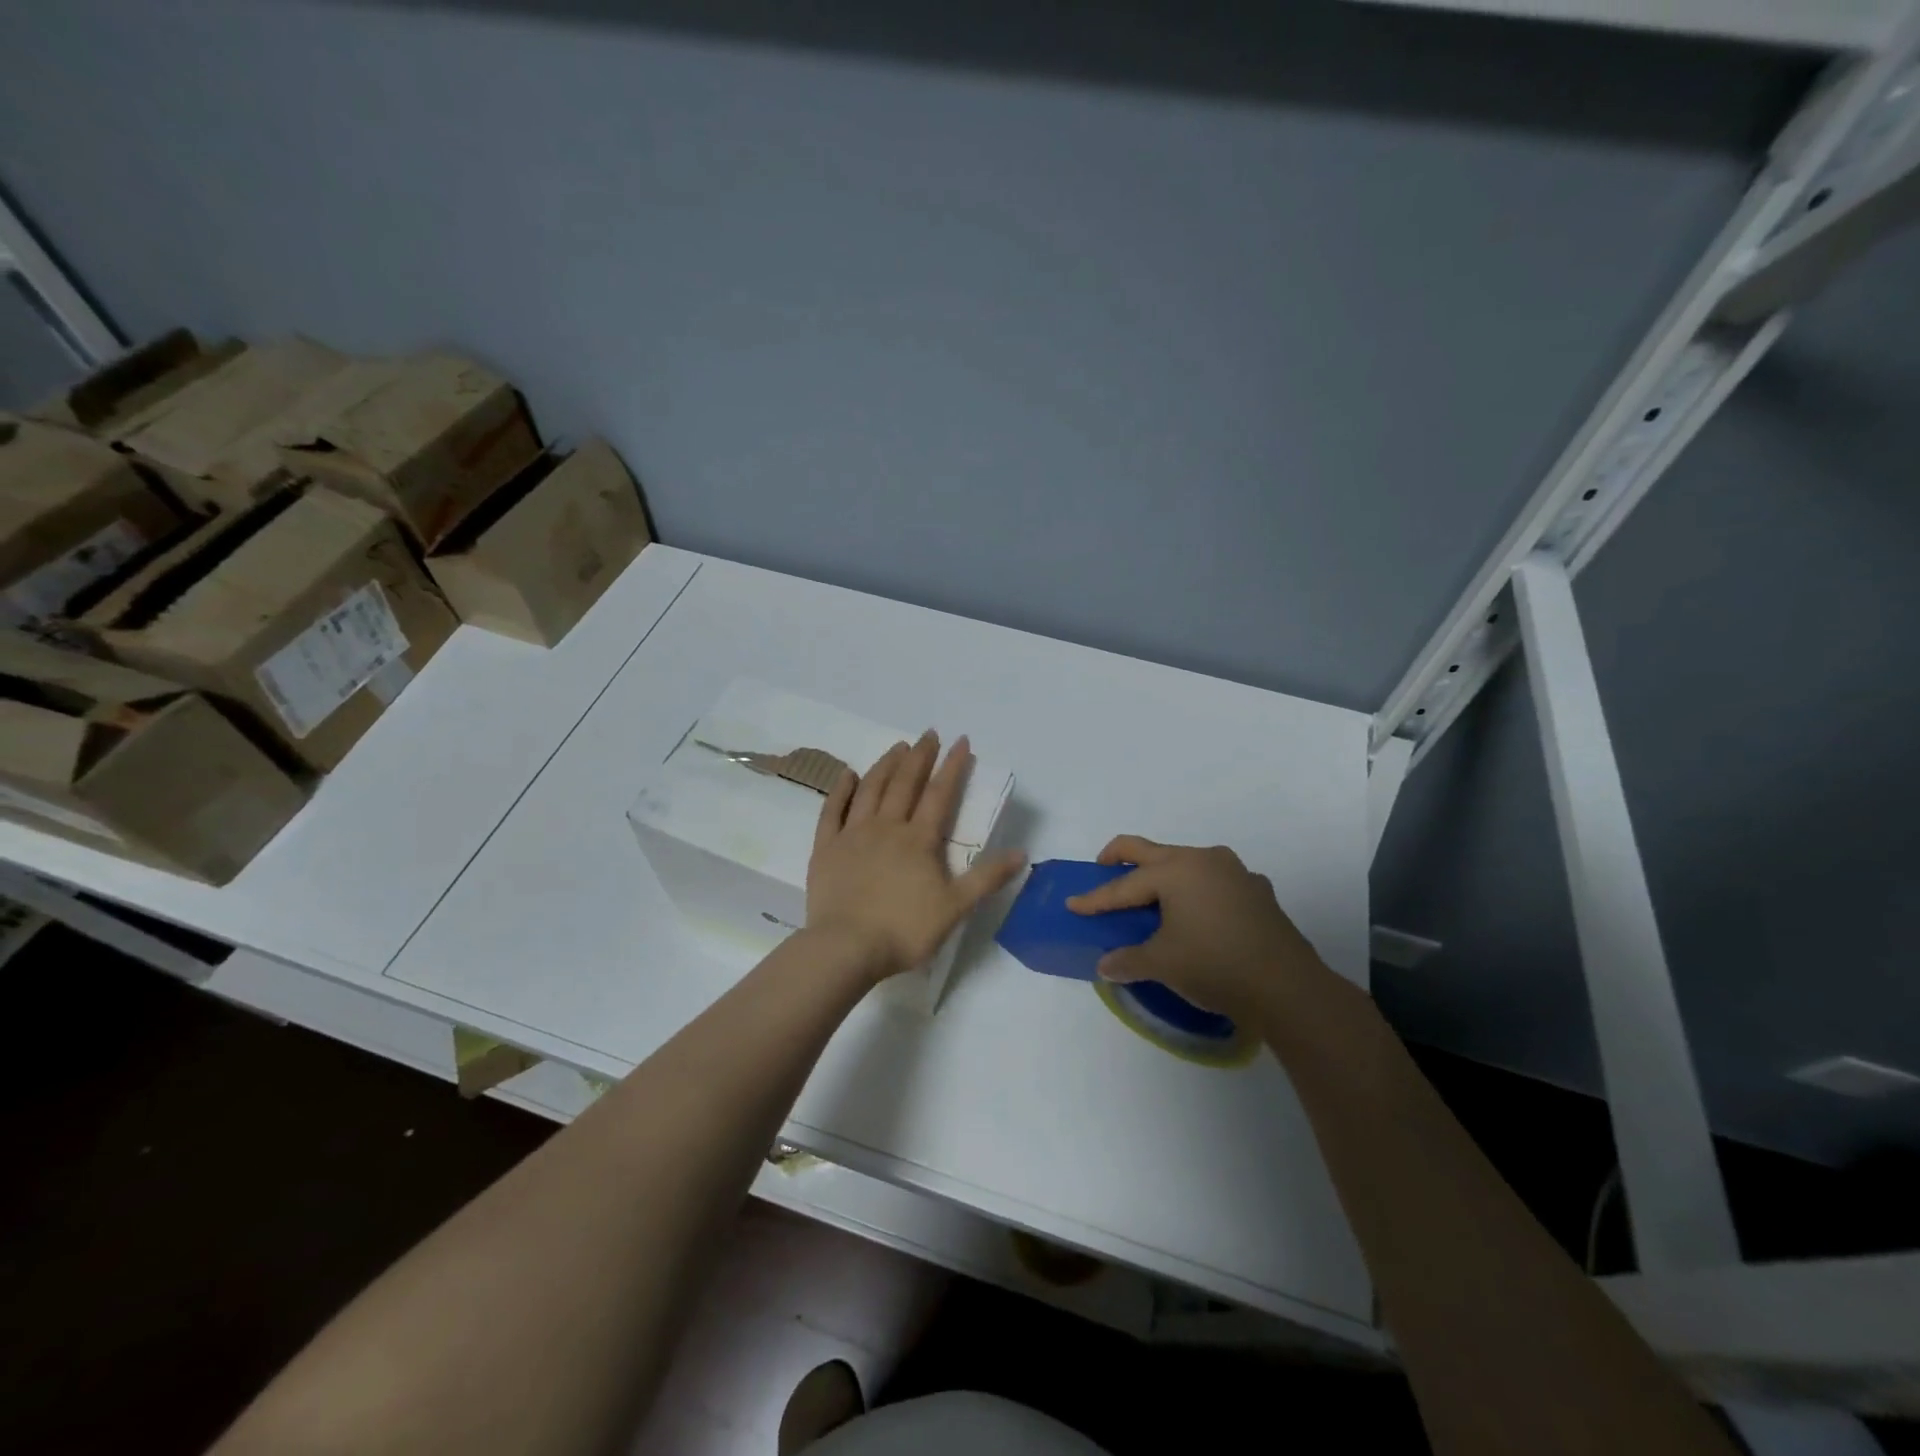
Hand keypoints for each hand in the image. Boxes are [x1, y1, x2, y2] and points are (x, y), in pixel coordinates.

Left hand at [807, 731, 1025, 982]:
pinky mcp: (825, 848)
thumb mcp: (955, 907)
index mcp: (919, 839)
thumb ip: (987, 878)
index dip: (953, 766)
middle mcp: (886, 827)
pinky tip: (848, 774)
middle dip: (920, 756)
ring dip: (885, 764)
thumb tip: (1022, 853)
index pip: (940, 794)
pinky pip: (832, 810)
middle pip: (904, 783)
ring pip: (870, 789)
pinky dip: (841, 789)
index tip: (961, 742)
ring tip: (897, 746)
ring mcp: (852, 834)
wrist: (847, 948)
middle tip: (929, 734)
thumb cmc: (904, 930)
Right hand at [1065, 836, 1330, 1020]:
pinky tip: (1198, 913)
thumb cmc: (1215, 965)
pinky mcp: (1257, 891)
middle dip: (1122, 856)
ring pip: (1187, 863)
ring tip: (1152, 896)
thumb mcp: (1163, 964)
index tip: (1073, 904)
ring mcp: (1235, 872)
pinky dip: (1196, 891)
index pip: (1125, 885)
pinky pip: (1215, 881)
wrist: (1288, 987)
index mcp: (1176, 870)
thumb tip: (1105, 966)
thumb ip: (1128, 960)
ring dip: (1164, 874)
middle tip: (1102, 866)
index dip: (1096, 898)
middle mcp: (1204, 860)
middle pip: (1151, 851)